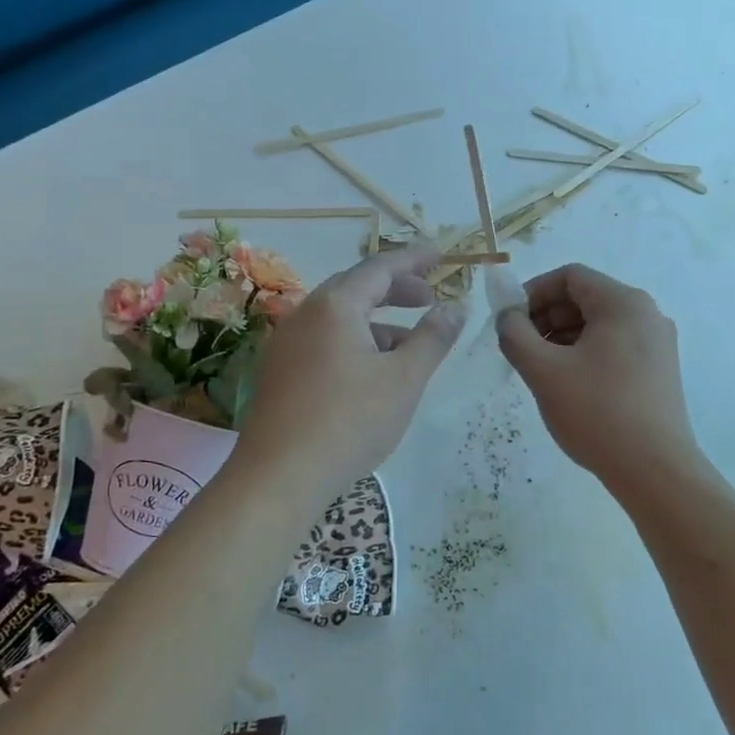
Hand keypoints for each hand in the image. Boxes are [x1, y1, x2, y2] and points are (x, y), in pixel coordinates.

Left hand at [236, 248, 464, 496]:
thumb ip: (433, 337)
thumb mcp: (404, 378)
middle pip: (356, 287)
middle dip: (396, 289)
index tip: (441, 256)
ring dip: (378, 321)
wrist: (279, 477)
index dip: (414, 259)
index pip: (380, 267)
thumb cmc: (350, 421)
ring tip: (411, 343)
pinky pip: (325, 341)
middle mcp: (305, 315)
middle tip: (429, 297)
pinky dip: (356, 342)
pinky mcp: (280, 373)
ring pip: (340, 318)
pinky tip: (375, 373)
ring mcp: (287, 344)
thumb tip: (455, 307)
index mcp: (335, 306)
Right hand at [495, 263, 697, 486]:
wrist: (656, 470)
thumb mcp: (544, 371)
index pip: (570, 276)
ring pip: (599, 325)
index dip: (533, 292)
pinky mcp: (660, 371)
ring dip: (563, 338)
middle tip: (521, 348)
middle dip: (546, 317)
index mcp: (623, 303)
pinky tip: (569, 385)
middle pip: (586, 298)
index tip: (510, 321)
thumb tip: (507, 315)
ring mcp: (658, 344)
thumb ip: (515, 334)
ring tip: (541, 371)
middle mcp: (647, 314)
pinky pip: (615, 347)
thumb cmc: (597, 412)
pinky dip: (586, 354)